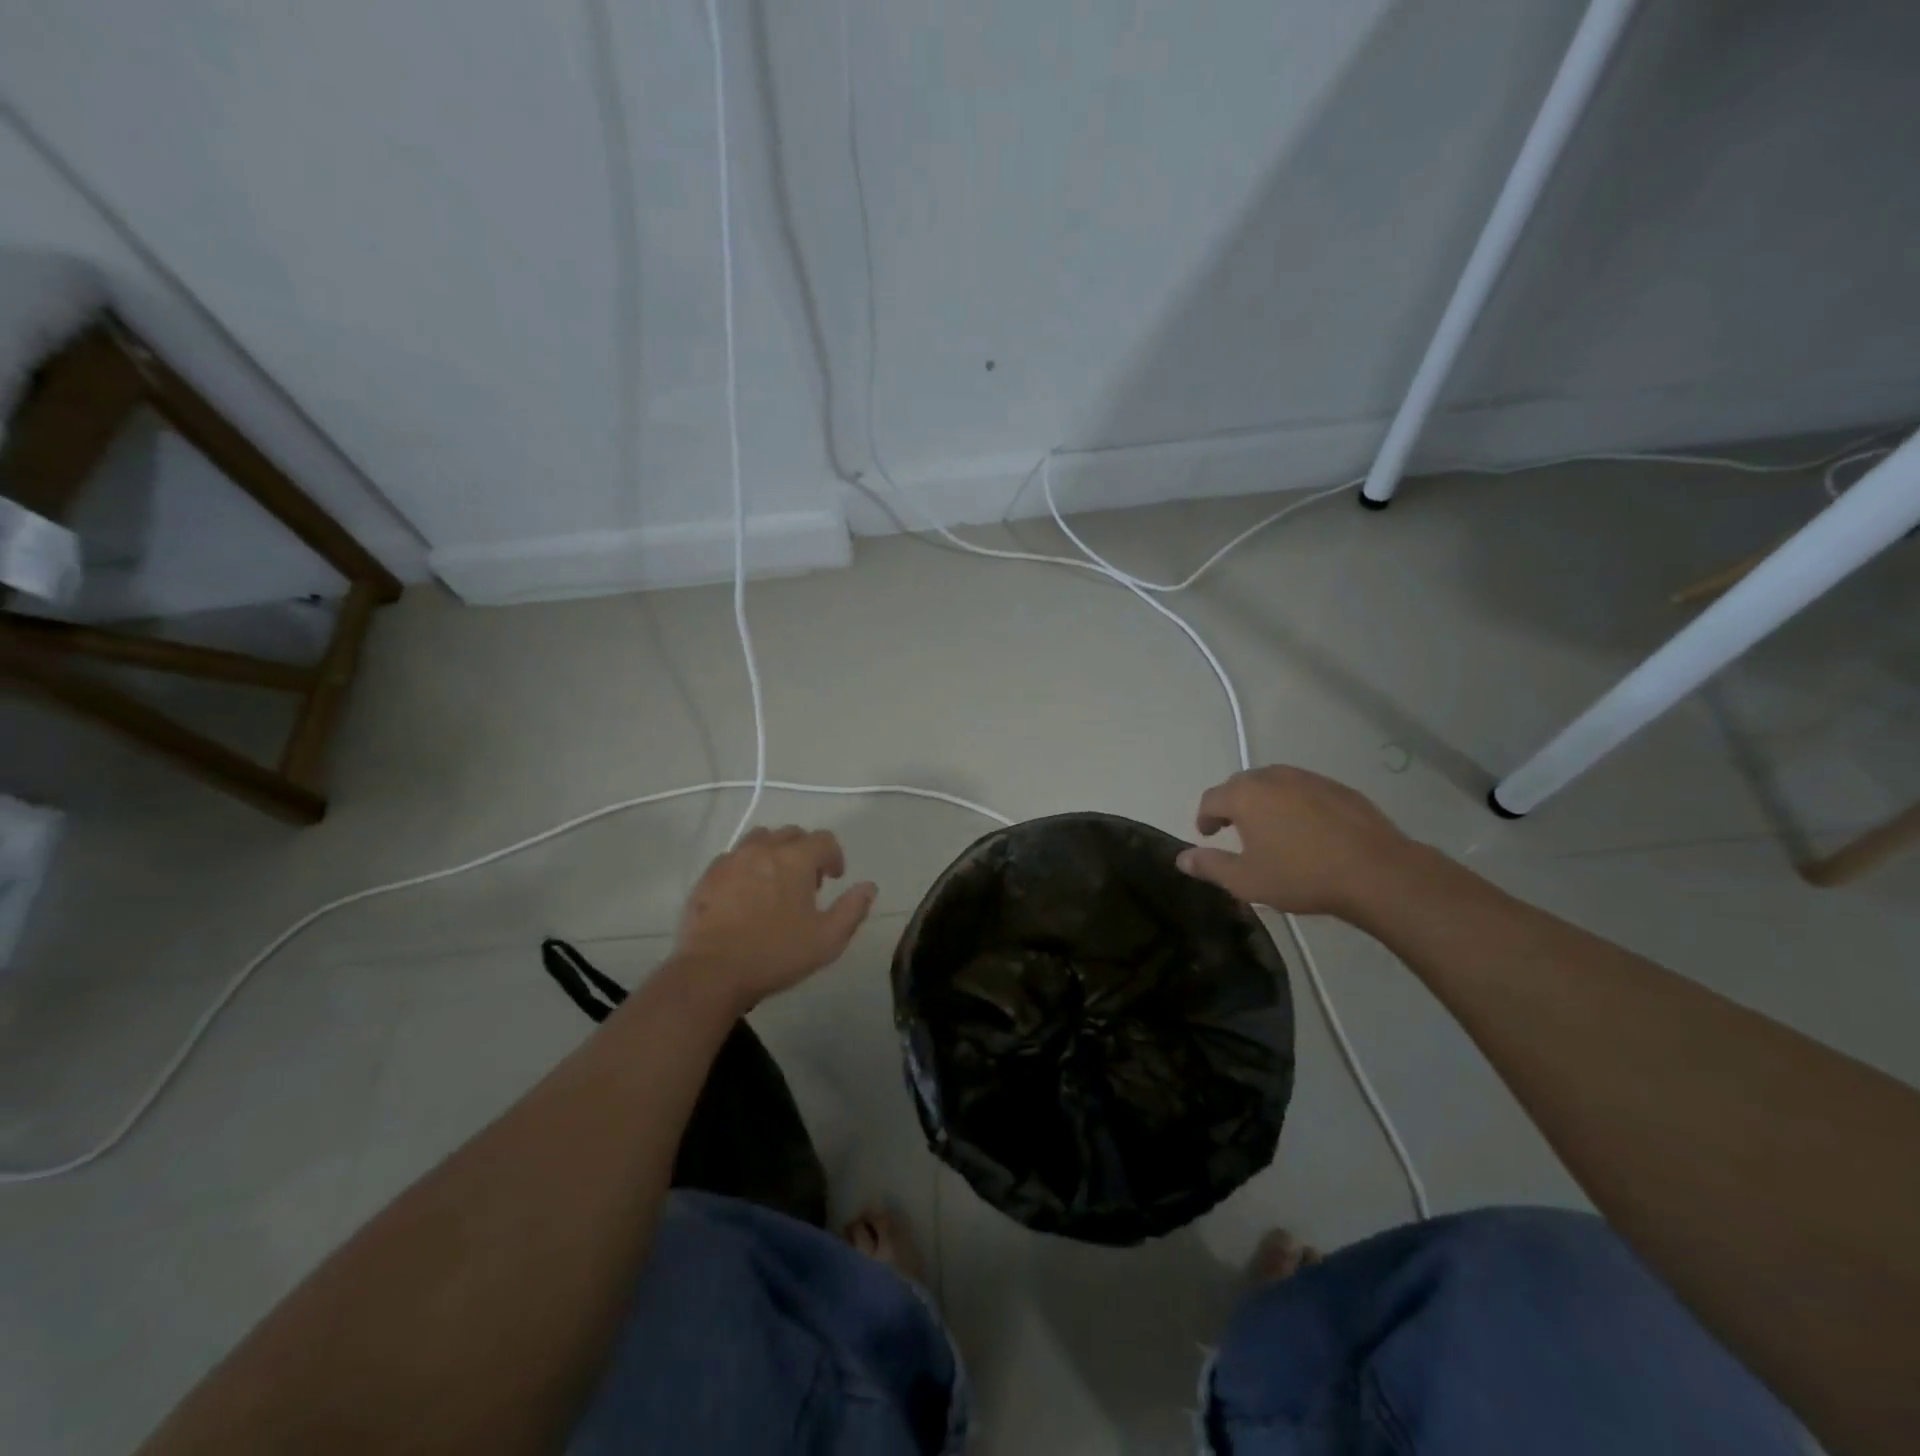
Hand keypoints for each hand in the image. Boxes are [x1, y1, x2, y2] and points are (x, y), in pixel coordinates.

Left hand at [672, 826, 876, 1010]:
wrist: (712, 972)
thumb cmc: (775, 954)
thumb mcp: (828, 940)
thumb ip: (853, 909)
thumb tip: (869, 886)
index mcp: (796, 859)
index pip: (824, 840)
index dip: (834, 856)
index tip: (834, 878)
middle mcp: (764, 849)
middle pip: (791, 834)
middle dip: (804, 852)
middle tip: (806, 883)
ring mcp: (732, 859)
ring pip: (760, 839)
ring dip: (774, 852)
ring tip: (775, 882)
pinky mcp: (708, 875)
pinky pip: (733, 857)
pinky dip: (746, 866)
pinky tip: (745, 893)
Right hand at [1176, 766, 1412, 916]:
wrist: (1376, 872)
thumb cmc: (1302, 876)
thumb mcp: (1247, 881)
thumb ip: (1210, 866)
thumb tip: (1182, 859)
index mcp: (1245, 796)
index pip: (1211, 799)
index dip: (1204, 817)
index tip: (1207, 835)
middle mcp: (1273, 778)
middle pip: (1241, 785)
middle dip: (1232, 805)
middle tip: (1235, 830)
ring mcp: (1309, 779)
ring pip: (1274, 784)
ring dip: (1264, 801)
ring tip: (1271, 828)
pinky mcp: (1339, 788)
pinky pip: (1304, 790)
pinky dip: (1295, 803)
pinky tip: (1307, 829)